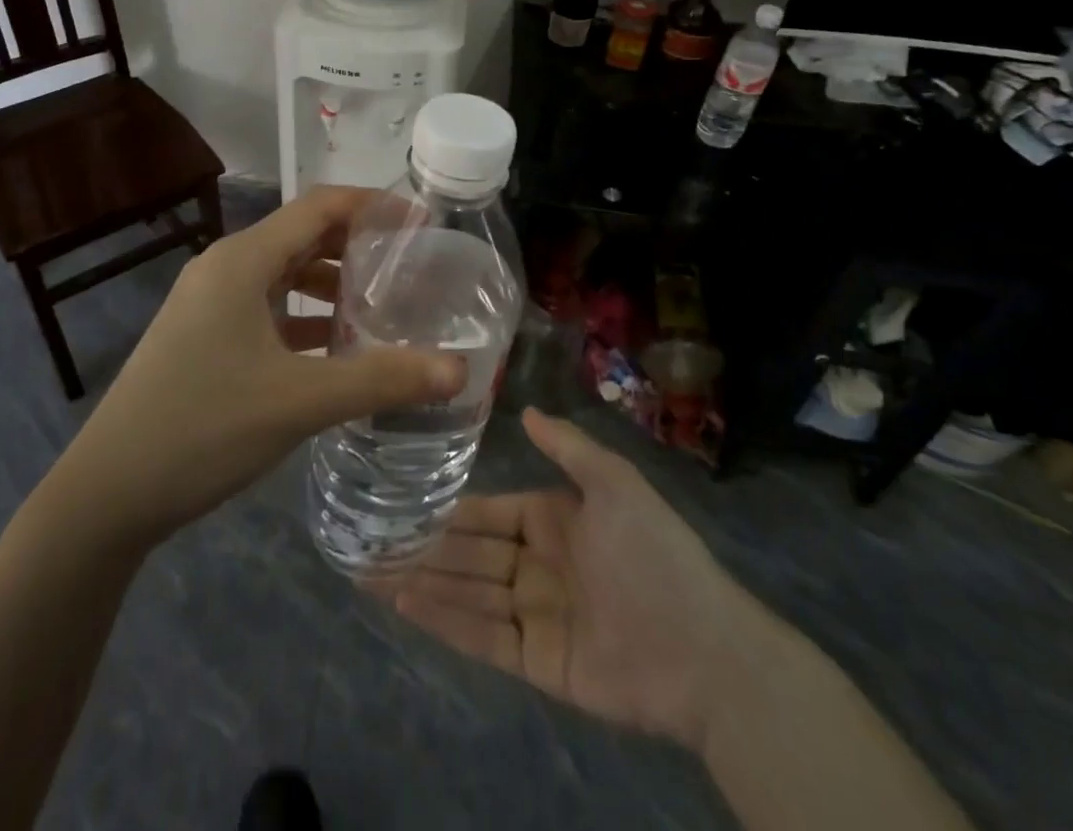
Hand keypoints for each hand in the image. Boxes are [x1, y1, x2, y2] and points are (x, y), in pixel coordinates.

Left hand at [59, 187, 465, 547]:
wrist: (108, 491)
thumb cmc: (203, 427)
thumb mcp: (300, 401)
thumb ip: (382, 380)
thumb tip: (459, 370)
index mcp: (243, 260)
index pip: (320, 206)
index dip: (374, 206)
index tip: (422, 225)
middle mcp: (226, 267)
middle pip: (304, 235)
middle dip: (359, 245)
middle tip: (413, 266)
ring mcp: (211, 303)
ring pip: (285, 274)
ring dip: (333, 284)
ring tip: (384, 307)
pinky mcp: (206, 335)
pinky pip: (268, 308)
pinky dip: (306, 317)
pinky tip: (337, 348)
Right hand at [383, 408, 758, 749]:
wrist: (705, 651)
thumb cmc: (655, 554)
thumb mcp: (614, 484)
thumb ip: (568, 447)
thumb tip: (523, 410)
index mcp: (551, 520)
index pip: (486, 513)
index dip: (446, 510)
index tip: (400, 502)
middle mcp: (536, 564)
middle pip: (468, 553)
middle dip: (422, 547)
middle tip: (368, 540)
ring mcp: (534, 614)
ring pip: (466, 592)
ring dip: (421, 581)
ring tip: (369, 571)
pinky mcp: (536, 661)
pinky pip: (482, 637)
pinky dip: (443, 620)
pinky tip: (404, 603)